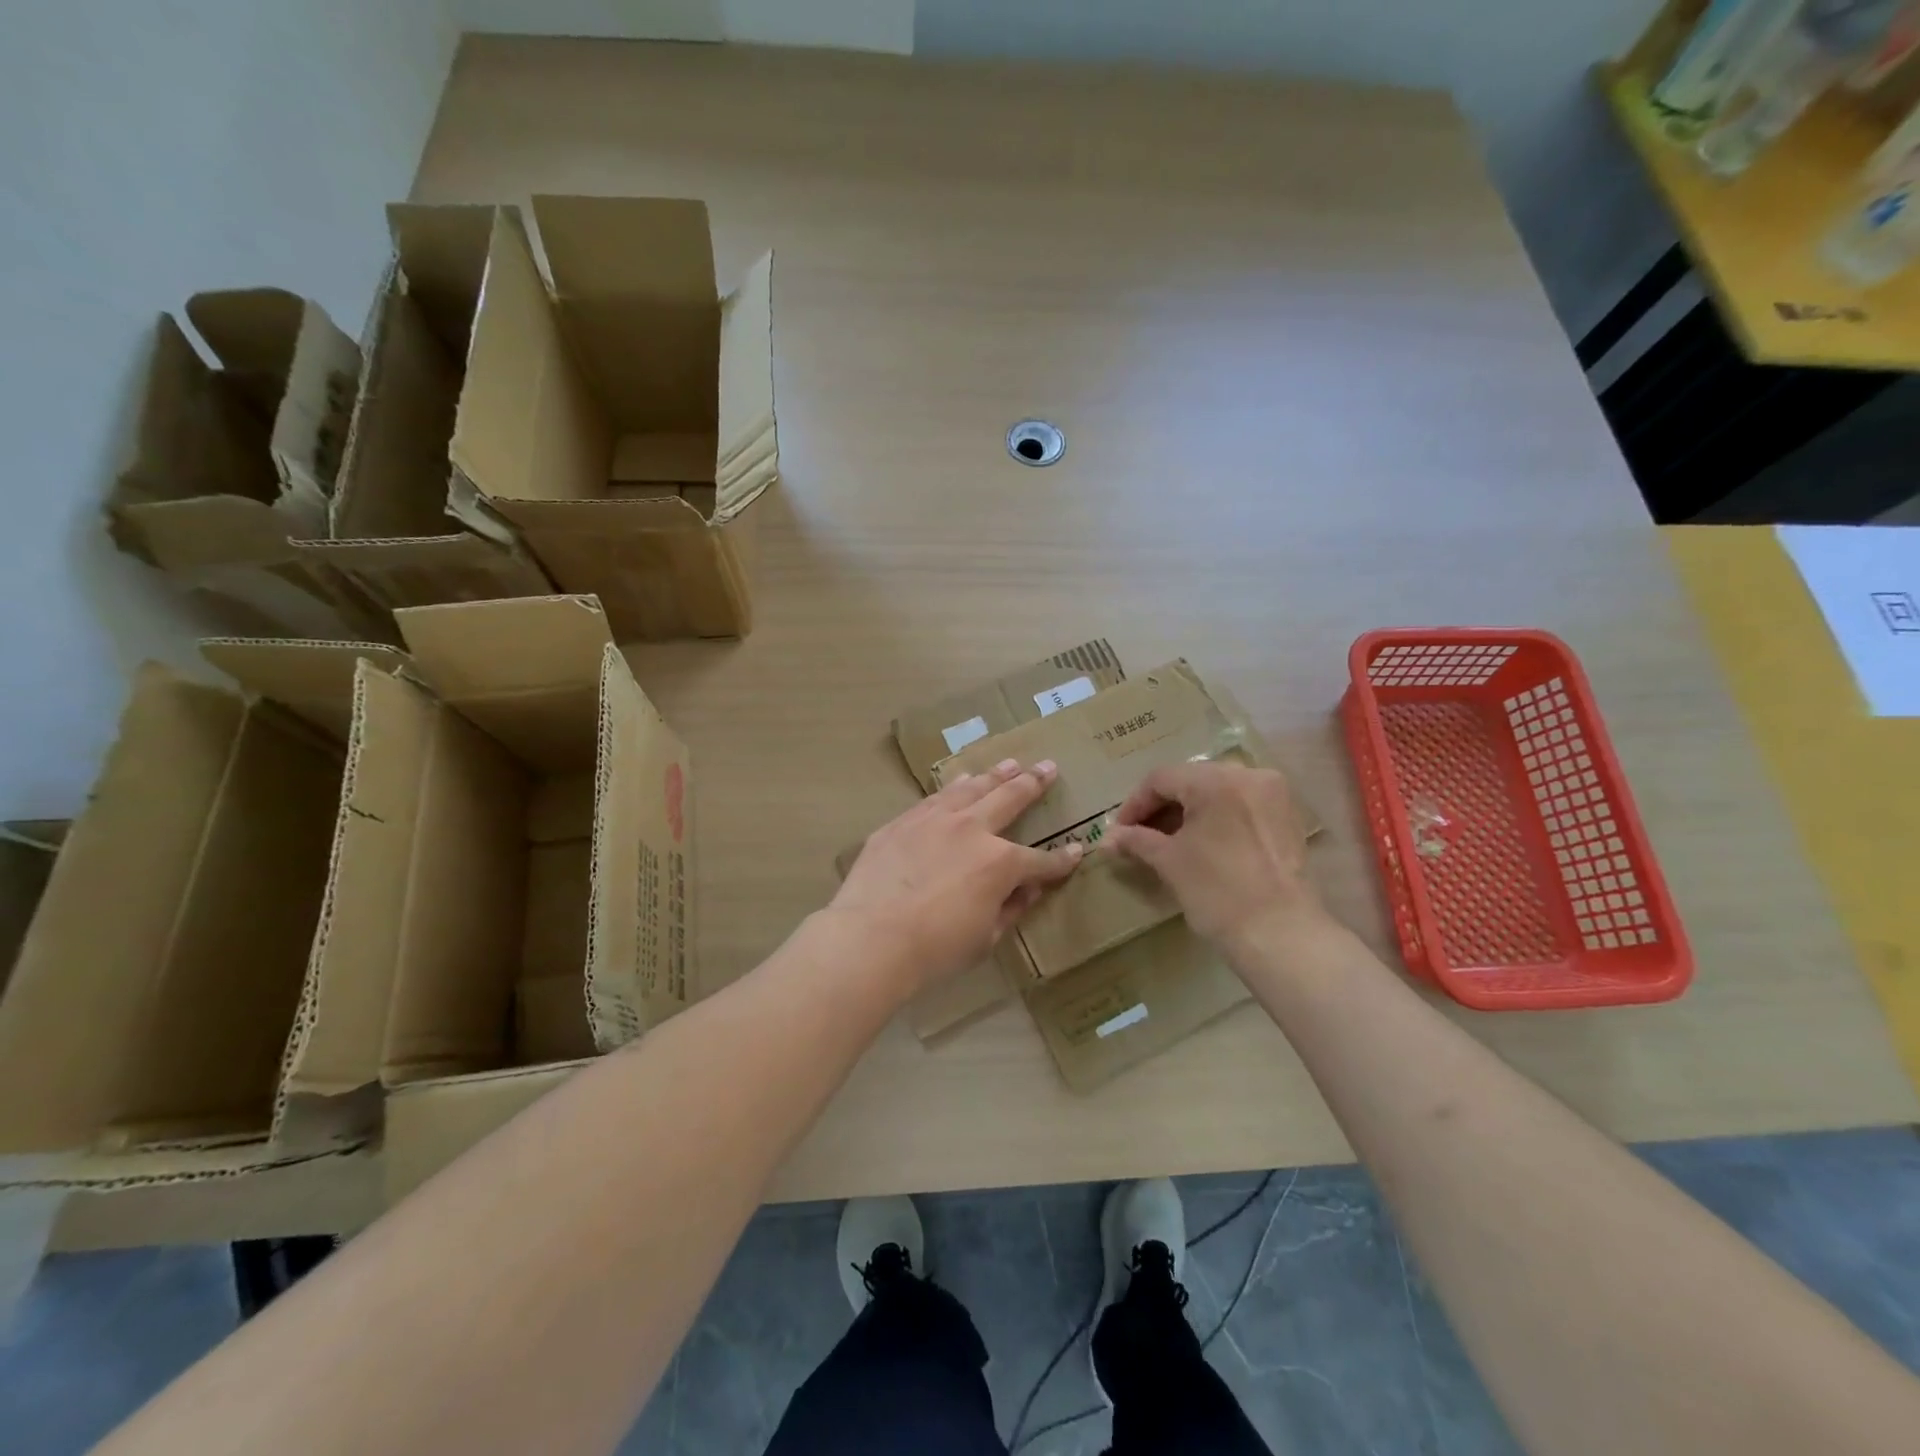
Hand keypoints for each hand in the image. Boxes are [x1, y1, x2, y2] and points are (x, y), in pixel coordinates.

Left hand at [830, 758, 1083, 994]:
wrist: (871, 937)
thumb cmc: (935, 949)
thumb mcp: (985, 938)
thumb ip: (1011, 908)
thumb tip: (1028, 889)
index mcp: (1000, 863)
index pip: (1041, 861)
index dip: (1061, 860)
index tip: (1077, 850)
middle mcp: (971, 829)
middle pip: (1010, 799)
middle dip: (1034, 784)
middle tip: (1048, 767)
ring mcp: (934, 819)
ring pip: (971, 788)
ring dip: (994, 775)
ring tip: (1009, 764)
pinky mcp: (902, 822)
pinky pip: (935, 798)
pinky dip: (954, 787)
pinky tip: (959, 782)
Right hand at [1106, 761, 1321, 949]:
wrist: (1280, 934)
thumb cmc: (1217, 892)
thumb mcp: (1169, 861)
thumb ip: (1136, 840)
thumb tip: (1107, 838)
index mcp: (1216, 780)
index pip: (1162, 779)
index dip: (1135, 804)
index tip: (1119, 832)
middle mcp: (1248, 775)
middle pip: (1191, 780)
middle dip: (1162, 806)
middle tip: (1140, 835)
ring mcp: (1273, 795)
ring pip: (1217, 791)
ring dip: (1189, 811)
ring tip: (1169, 840)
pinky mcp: (1287, 817)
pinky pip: (1241, 804)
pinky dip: (1217, 817)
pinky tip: (1202, 843)